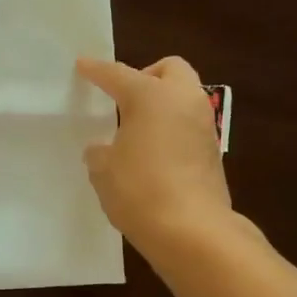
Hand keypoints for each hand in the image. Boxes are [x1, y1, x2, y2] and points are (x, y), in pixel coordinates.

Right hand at [76, 55, 233, 254]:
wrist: (192, 231)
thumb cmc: (140, 191)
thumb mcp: (104, 171)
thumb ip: (100, 153)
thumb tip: (103, 150)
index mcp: (151, 96)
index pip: (118, 74)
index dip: (97, 70)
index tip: (82, 66)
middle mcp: (183, 100)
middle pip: (169, 70)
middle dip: (147, 76)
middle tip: (124, 98)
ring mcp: (205, 125)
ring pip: (184, 97)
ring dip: (163, 104)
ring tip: (138, 129)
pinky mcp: (213, 152)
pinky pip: (189, 126)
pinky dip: (173, 129)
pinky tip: (154, 153)